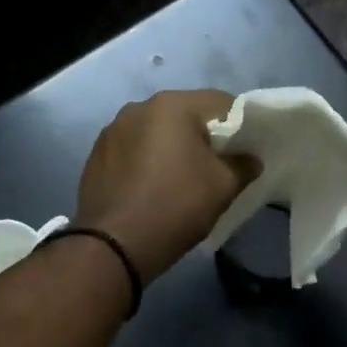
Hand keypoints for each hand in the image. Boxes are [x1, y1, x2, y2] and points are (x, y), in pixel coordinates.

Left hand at [75, 90, 257, 282]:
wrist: (115, 244)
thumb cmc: (176, 206)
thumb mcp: (223, 187)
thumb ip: (243, 165)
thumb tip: (250, 159)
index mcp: (172, 105)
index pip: (220, 103)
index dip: (240, 125)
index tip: (245, 150)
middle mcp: (138, 107)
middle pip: (184, 115)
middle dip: (203, 136)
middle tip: (216, 166)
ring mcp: (112, 130)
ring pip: (155, 132)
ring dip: (171, 148)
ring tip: (179, 178)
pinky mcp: (96, 155)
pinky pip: (132, 149)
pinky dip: (146, 161)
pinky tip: (151, 187)